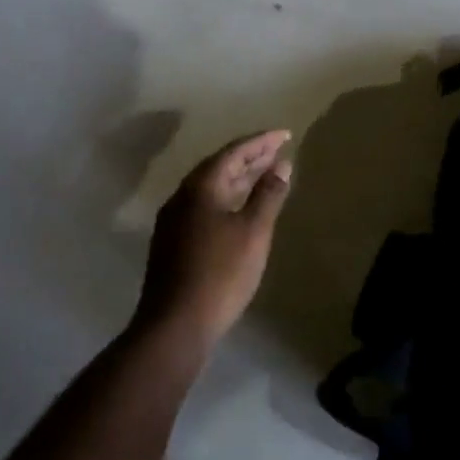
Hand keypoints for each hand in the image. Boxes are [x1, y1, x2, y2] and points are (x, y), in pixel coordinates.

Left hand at [137, 130, 293, 351]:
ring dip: (239, 178)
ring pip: (212, 187)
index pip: (234, 152)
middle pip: (220, 166)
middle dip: (250, 157)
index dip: (261, 142)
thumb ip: (268, 195)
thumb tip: (281, 165)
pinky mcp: (174, 241)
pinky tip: (241, 208)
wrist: (175, 324)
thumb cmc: (220, 273)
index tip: (285, 135)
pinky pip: (205, 205)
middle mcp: (182, 196)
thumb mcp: (253, 232)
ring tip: (265, 174)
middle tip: (278, 151)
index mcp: (200, 187)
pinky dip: (228, 197)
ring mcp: (174, 220)